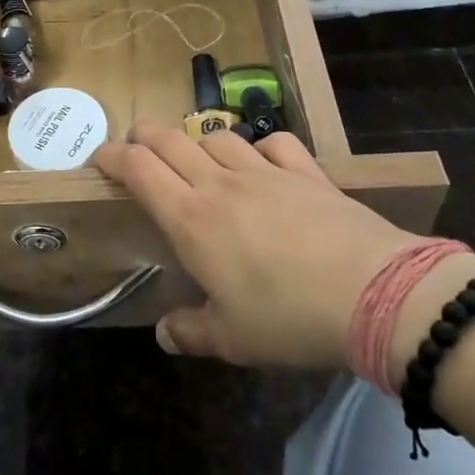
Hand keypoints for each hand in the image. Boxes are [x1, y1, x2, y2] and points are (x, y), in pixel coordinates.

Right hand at [93, 122, 432, 370]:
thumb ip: (192, 332)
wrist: (374, 294)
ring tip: (198, 159)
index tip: (99, 159)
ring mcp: (264, 172)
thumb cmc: (289, 319)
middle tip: (135, 145)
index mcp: (191, 219)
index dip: (112, 156)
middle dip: (143, 135)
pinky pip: (275, 143)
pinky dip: (261, 146)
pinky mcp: (306, 171)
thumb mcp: (233, 339)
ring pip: (218, 137)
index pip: (138, 169)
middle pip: (169, 139)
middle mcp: (220, 185)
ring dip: (198, 141)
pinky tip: (263, 162)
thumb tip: (164, 335)